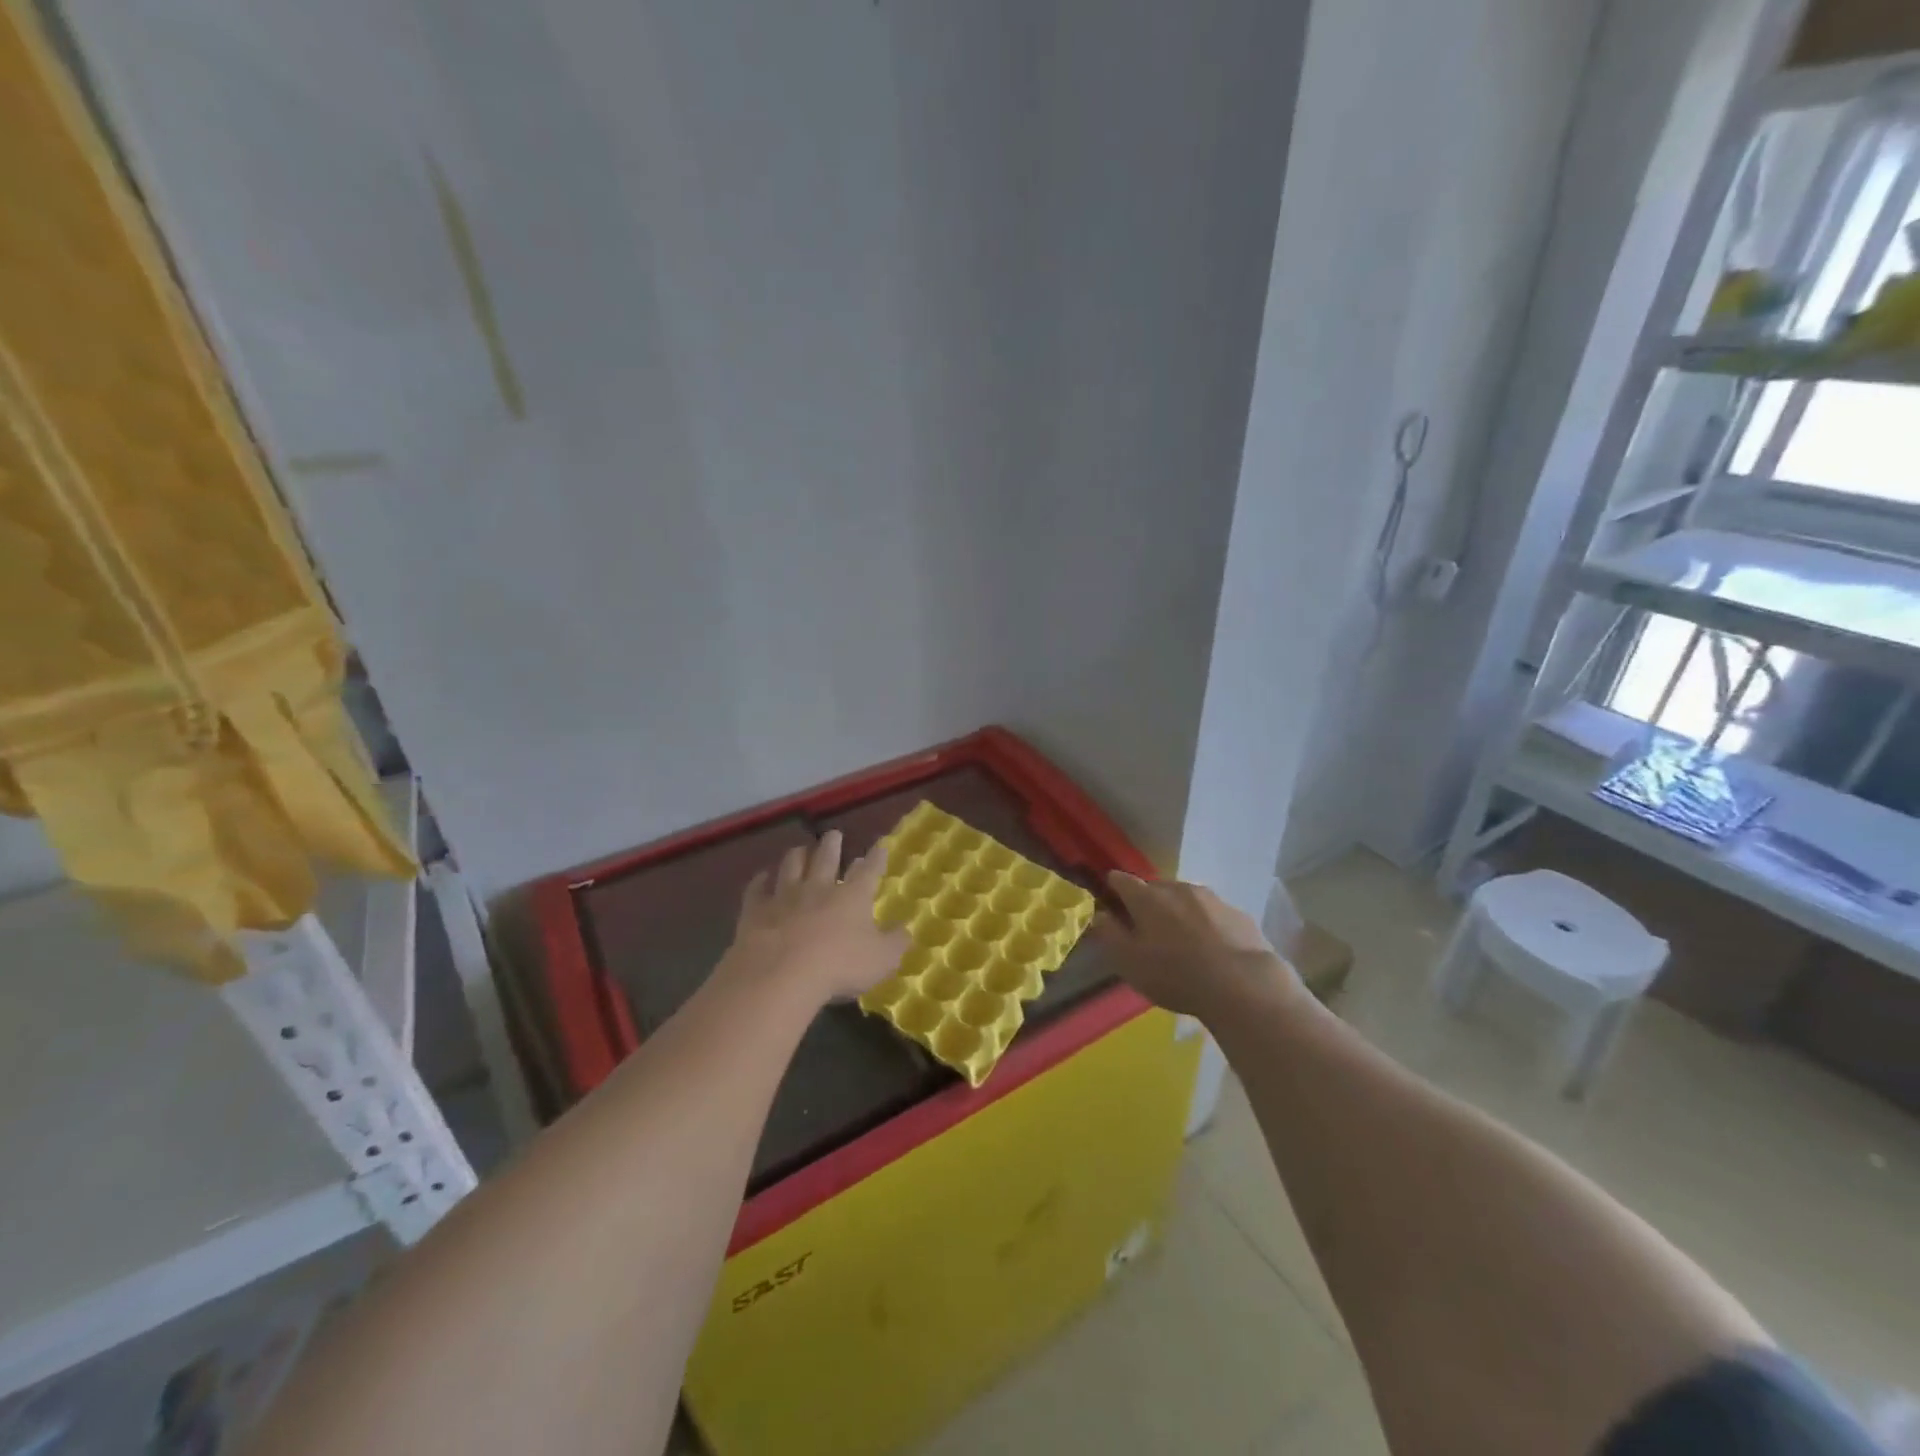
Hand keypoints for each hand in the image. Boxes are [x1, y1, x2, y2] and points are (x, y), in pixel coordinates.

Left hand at [723, 831, 909, 1005]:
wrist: (780, 974)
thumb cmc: (839, 965)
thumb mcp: (881, 960)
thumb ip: (895, 942)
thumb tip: (905, 929)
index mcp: (852, 896)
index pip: (868, 871)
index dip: (876, 858)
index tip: (880, 845)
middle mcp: (819, 887)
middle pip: (826, 858)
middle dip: (832, 844)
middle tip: (833, 834)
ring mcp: (785, 896)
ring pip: (791, 865)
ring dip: (797, 855)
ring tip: (800, 849)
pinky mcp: (756, 910)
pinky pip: (757, 889)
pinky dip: (760, 881)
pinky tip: (761, 878)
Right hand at [1092, 871, 1301, 1021]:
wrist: (1242, 985)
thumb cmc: (1175, 975)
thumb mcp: (1129, 963)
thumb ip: (1109, 935)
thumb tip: (1099, 915)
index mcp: (1147, 898)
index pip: (1122, 880)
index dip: (1113, 888)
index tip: (1110, 900)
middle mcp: (1178, 888)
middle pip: (1156, 887)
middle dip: (1148, 902)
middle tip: (1147, 927)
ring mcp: (1212, 899)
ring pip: (1186, 898)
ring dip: (1179, 911)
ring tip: (1182, 939)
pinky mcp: (1238, 914)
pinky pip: (1213, 913)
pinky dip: (1207, 924)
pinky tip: (1212, 948)